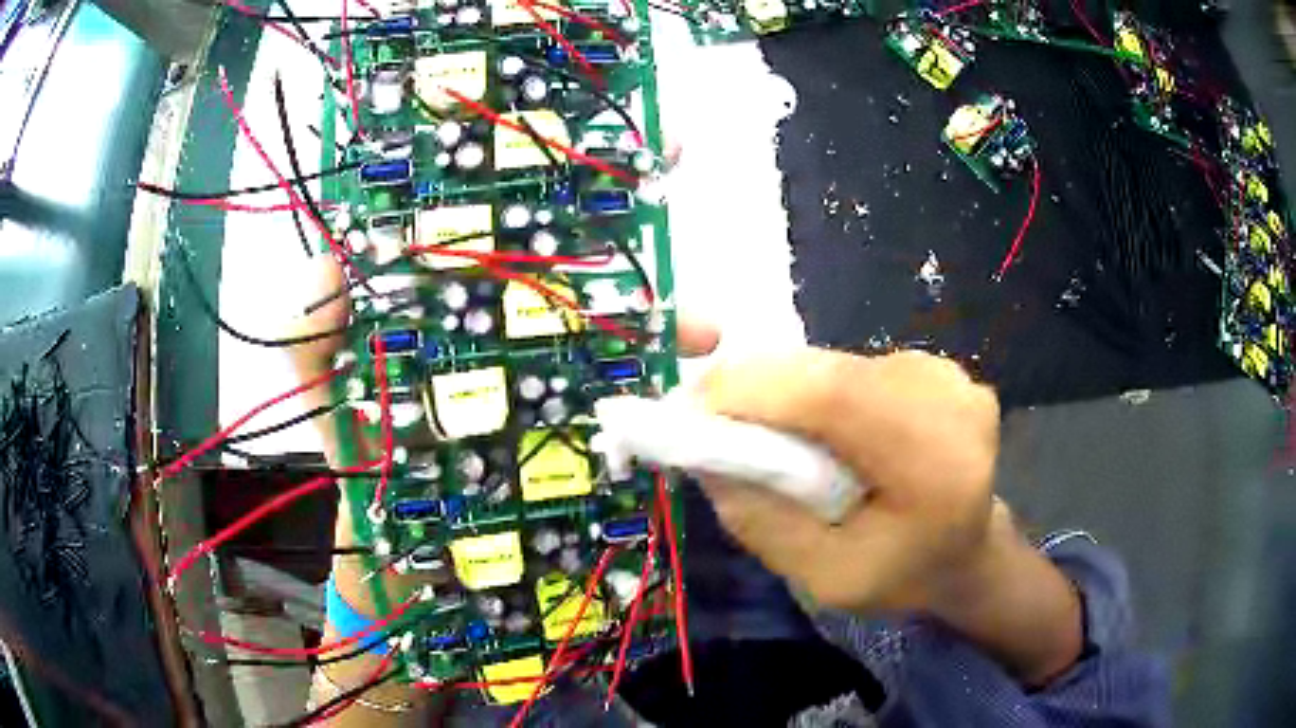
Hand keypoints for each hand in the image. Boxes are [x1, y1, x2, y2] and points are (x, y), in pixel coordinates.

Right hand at [692, 347, 1082, 685]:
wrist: (969, 550)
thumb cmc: (903, 574)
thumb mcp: (826, 579)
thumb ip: (766, 524)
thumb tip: (706, 460)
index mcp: (938, 465)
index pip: (837, 398)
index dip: (755, 391)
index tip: (692, 407)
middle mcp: (951, 401)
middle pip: (833, 371)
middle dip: (758, 386)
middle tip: (709, 414)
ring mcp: (949, 375)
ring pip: (839, 363)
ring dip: (788, 387)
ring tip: (763, 427)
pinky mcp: (938, 365)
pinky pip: (857, 364)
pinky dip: (818, 386)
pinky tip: (818, 424)